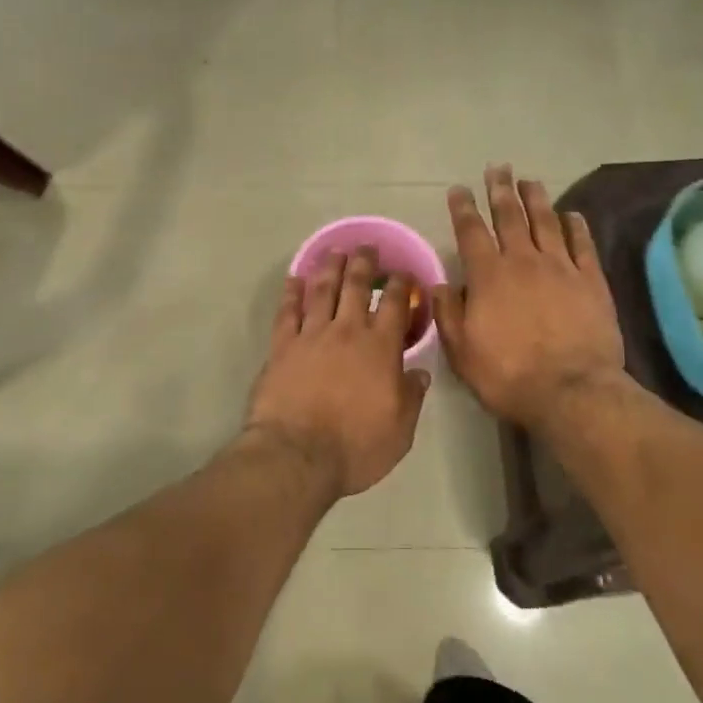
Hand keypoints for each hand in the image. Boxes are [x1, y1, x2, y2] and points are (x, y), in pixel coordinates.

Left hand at [245, 247, 430, 500]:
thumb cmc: (355, 447)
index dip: (401, 285)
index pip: (394, 304)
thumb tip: (420, 373)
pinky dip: (291, 293)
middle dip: (364, 263)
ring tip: (335, 252)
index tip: (403, 274)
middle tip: (367, 247)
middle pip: (356, 286)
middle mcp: (347, 331)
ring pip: (322, 290)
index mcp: (380, 348)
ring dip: (330, 267)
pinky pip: (287, 311)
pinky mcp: (282, 345)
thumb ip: (411, 397)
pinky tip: (294, 280)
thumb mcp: (400, 431)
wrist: (297, 455)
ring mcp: (311, 335)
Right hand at [433, 165, 623, 432]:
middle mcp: (523, 261)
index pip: (471, 231)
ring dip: (535, 198)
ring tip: (529, 180)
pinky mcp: (591, 281)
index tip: (458, 189)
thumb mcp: (462, 352)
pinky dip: (575, 226)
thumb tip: (441, 285)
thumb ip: (449, 314)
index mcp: (488, 276)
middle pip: (509, 216)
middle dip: (500, 190)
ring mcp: (561, 267)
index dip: (463, 208)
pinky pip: (582, 244)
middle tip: (498, 168)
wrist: (572, 392)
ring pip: (545, 221)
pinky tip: (571, 214)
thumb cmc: (509, 375)